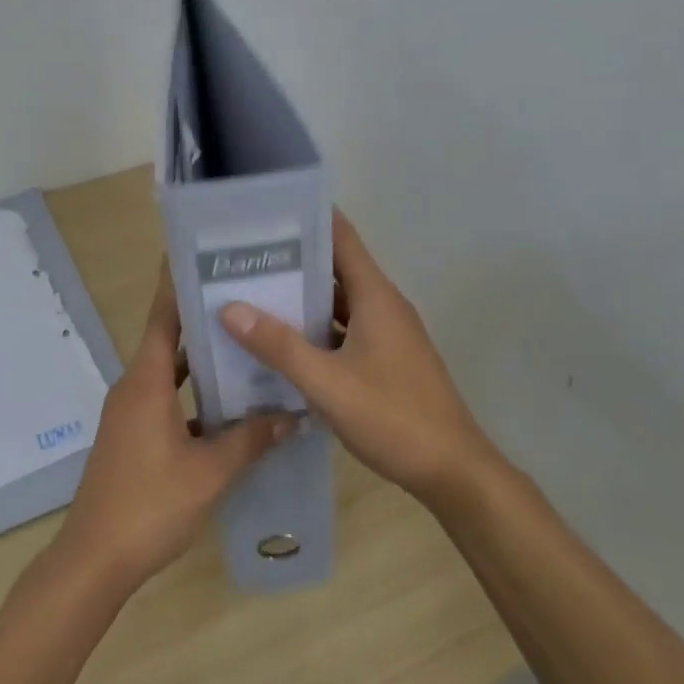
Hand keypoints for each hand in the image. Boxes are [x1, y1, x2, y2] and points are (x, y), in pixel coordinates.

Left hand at [54, 266, 293, 594]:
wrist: (95, 560)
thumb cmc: (150, 505)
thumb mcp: (209, 472)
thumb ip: (251, 440)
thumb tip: (293, 415)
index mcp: (145, 382)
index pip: (163, 318)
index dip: (179, 285)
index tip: (204, 256)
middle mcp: (134, 388)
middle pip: (168, 340)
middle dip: (202, 318)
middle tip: (245, 297)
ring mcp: (130, 413)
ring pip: (168, 372)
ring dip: (200, 359)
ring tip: (244, 342)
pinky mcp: (132, 436)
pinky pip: (166, 399)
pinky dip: (193, 394)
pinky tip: (228, 404)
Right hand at [218, 211, 494, 505]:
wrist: (453, 471)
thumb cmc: (394, 418)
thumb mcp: (328, 383)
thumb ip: (279, 346)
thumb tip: (230, 308)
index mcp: (376, 296)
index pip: (342, 237)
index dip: (307, 218)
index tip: (264, 212)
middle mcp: (383, 306)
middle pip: (335, 268)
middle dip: (292, 261)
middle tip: (241, 257)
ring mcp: (387, 334)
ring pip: (338, 304)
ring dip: (301, 299)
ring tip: (251, 294)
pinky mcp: (386, 360)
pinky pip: (344, 331)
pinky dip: (315, 331)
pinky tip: (281, 344)